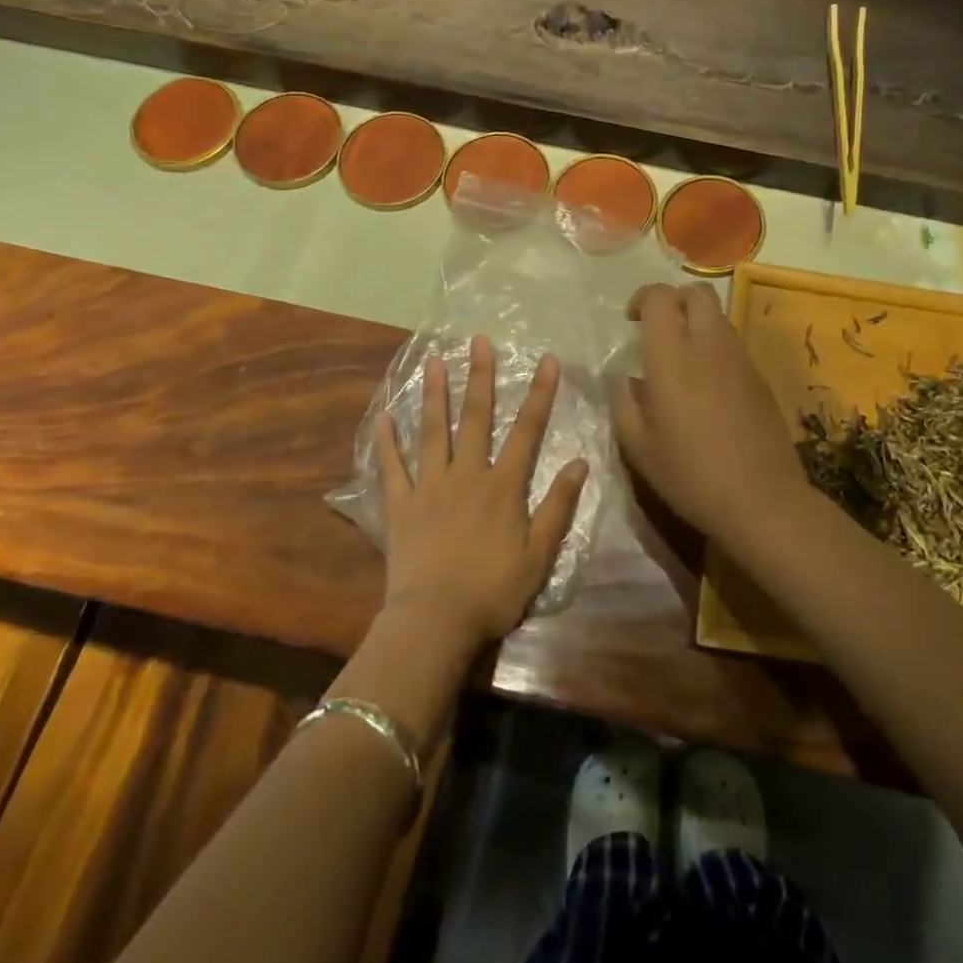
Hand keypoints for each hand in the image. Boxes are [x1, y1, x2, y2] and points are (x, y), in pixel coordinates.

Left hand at [375, 335, 586, 651]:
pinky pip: (392, 466)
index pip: (527, 430)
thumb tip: (579, 462)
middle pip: (475, 417)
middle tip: (478, 339)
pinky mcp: (400, 505)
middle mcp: (466, 474)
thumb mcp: (538, 554)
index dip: (539, 393)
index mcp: (502, 486)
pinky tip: (383, 414)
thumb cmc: (493, 591)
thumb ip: (558, 506)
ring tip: (434, 359)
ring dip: (434, 393)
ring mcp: (429, 486)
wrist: (434, 623)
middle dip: (479, 376)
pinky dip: (386, 440)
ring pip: (432, 431)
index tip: (546, 359)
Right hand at [611, 282, 806, 538]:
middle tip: (658, 328)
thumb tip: (623, 377)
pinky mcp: (760, 377)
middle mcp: (708, 344)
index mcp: (672, 355)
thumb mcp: (638, 445)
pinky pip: (733, 344)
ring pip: (718, 316)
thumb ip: (623, 401)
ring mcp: (740, 358)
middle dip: (674, 300)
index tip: (631, 320)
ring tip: (682, 358)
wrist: (760, 498)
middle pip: (696, 293)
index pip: (660, 297)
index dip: (642, 299)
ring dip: (696, 323)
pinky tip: (707, 385)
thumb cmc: (690, 474)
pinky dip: (715, 347)